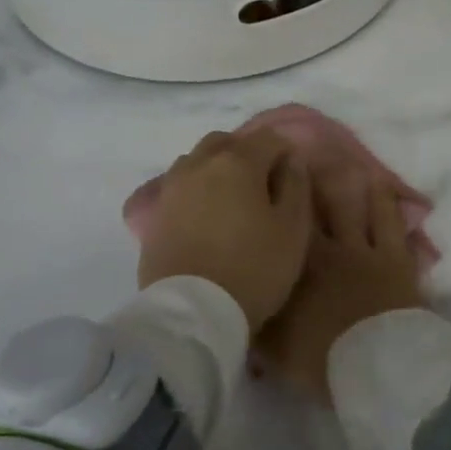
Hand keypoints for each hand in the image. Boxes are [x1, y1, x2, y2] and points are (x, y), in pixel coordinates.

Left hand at [137, 130, 312, 330]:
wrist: (193, 312)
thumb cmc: (254, 268)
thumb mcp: (293, 230)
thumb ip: (295, 186)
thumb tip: (291, 161)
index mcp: (237, 161)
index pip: (268, 138)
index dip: (286, 154)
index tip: (292, 180)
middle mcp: (199, 164)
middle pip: (226, 142)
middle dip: (247, 154)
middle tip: (262, 188)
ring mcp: (171, 188)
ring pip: (198, 161)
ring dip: (217, 170)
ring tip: (232, 202)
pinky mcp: (154, 214)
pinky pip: (179, 187)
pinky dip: (196, 191)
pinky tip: (206, 216)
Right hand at [258, 177, 422, 403]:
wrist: (375, 364)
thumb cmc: (320, 359)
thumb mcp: (273, 348)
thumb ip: (257, 322)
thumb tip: (241, 305)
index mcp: (293, 268)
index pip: (278, 229)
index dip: (272, 203)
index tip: (265, 180)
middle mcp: (324, 250)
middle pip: (313, 209)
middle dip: (306, 183)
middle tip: (300, 157)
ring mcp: (363, 251)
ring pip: (353, 206)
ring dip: (346, 183)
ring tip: (342, 162)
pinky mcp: (395, 258)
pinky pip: (390, 221)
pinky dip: (386, 202)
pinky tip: (381, 184)